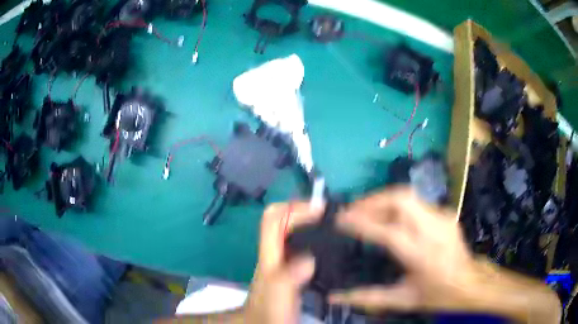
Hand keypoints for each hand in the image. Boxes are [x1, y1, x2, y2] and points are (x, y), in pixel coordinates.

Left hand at [243, 202, 323, 322]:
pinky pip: (303, 248)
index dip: (293, 208)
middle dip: (303, 211)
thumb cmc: (270, 310)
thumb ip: (290, 275)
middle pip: (283, 220)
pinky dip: (316, 240)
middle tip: (330, 214)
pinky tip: (331, 248)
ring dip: (310, 223)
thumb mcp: (279, 293)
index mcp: (270, 255)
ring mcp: (283, 262)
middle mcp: (275, 253)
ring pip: (294, 232)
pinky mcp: (292, 271)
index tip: (319, 210)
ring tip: (334, 225)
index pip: (273, 218)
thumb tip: (310, 258)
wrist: (265, 323)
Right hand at [328, 187, 480, 311]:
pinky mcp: (446, 213)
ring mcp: (442, 217)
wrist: (471, 282)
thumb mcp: (402, 300)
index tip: (340, 219)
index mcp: (420, 255)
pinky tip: (390, 217)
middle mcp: (432, 230)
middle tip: (352, 210)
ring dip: (383, 199)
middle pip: (399, 200)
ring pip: (408, 196)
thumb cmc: (437, 294)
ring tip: (366, 210)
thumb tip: (333, 297)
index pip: (386, 231)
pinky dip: (397, 205)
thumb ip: (367, 297)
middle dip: (371, 201)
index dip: (361, 222)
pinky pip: (416, 203)